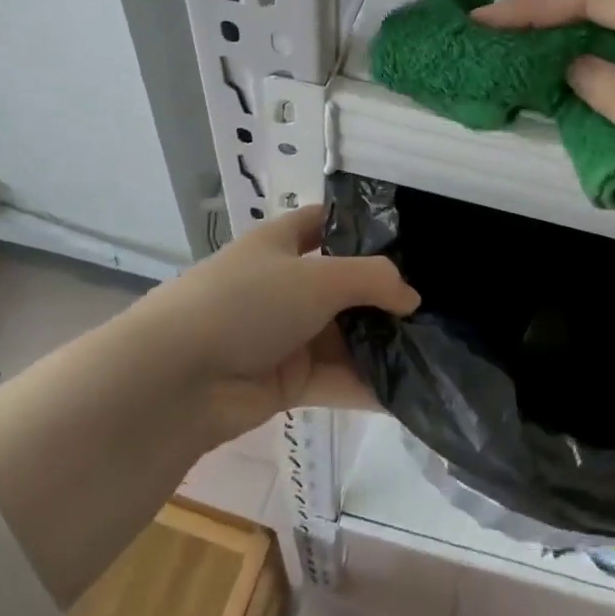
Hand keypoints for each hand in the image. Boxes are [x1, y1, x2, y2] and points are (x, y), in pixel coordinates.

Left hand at [120, 203, 418, 444]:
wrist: (177, 380)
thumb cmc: (246, 303)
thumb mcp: (317, 277)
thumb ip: (373, 279)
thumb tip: (411, 297)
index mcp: (280, 244)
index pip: (325, 223)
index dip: (361, 226)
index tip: (409, 238)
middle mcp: (284, 285)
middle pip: (343, 285)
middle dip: (384, 295)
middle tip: (437, 303)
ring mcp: (285, 335)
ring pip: (343, 336)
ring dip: (381, 344)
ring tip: (436, 349)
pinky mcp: (286, 382)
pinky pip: (336, 378)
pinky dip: (367, 385)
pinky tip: (410, 392)